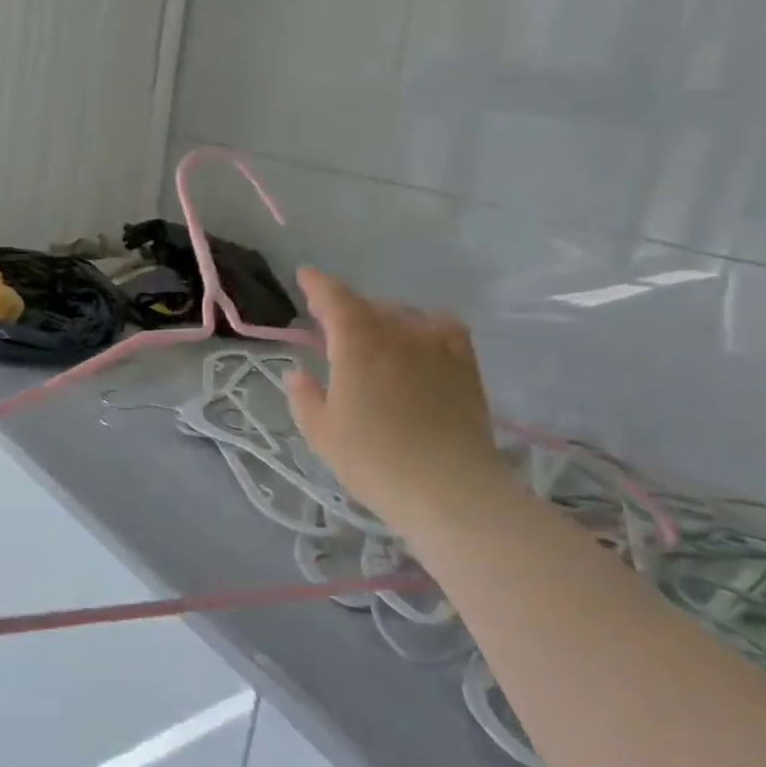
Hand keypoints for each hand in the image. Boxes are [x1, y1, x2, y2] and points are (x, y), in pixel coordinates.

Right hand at [285, 268, 508, 525]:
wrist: (450, 490)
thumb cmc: (374, 460)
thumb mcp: (321, 433)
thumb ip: (305, 397)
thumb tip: (298, 373)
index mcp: (358, 345)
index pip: (336, 299)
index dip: (318, 285)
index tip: (305, 276)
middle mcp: (399, 334)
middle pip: (370, 307)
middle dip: (347, 309)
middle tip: (330, 325)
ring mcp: (438, 348)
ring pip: (406, 315)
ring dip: (384, 318)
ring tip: (375, 337)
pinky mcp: (466, 367)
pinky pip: (446, 329)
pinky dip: (427, 326)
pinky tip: (422, 342)